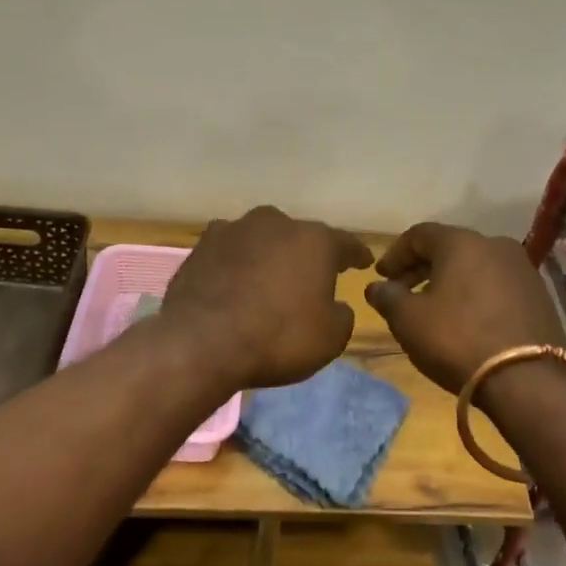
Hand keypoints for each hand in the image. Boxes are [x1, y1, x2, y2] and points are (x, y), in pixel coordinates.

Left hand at [155, 206, 373, 392]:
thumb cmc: (278, 337)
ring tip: (266, 280)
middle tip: (308, 277)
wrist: (201, 342)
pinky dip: (235, 265)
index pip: (346, 243)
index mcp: (314, 240)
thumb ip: (341, 315)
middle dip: (305, 254)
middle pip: (299, 237)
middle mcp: (276, 223)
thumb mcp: (330, 338)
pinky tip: (232, 284)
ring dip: (267, 256)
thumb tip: (335, 305)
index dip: (356, 254)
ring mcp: (234, 229)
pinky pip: (229, 253)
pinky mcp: (201, 245)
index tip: (363, 260)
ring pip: (261, 240)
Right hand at [365, 224, 565, 392]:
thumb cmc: (458, 340)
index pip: (419, 234)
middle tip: (401, 292)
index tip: (381, 276)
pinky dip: (475, 295)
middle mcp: (495, 245)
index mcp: (462, 242)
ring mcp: (523, 270)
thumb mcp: (409, 320)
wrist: (527, 380)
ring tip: (433, 308)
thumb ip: (388, 297)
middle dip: (421, 268)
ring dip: (450, 282)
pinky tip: (466, 320)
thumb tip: (376, 287)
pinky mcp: (539, 296)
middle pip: (449, 248)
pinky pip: (497, 285)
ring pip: (475, 266)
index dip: (395, 254)